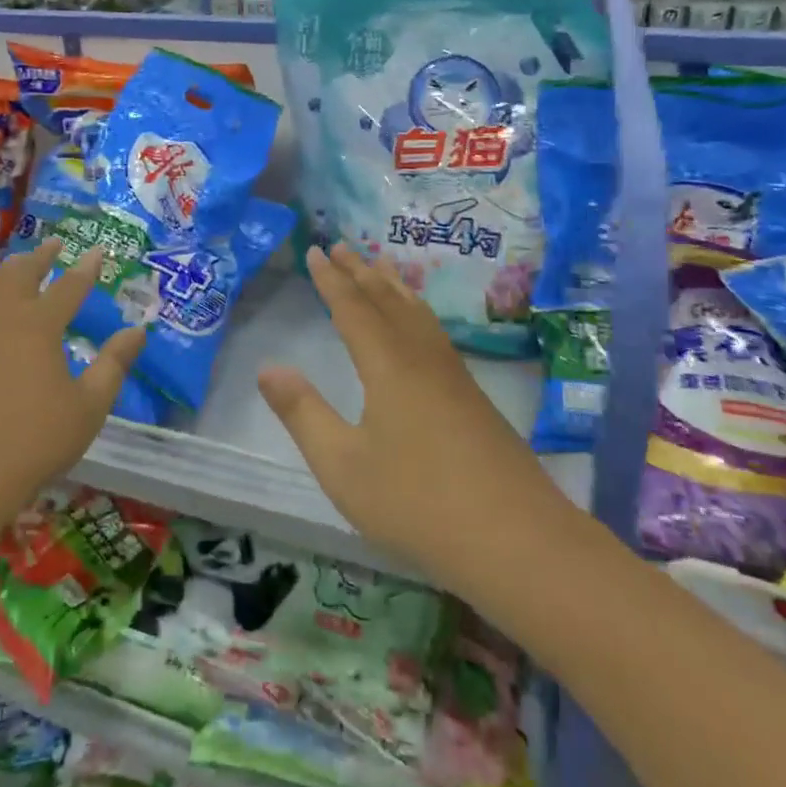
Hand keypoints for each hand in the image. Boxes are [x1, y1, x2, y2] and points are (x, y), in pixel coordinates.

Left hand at [0, 241, 145, 536]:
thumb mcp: (88, 408)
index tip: (98, 252)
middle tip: (53, 245)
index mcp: (37, 325)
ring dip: (5, 273)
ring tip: (16, 269)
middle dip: (40, 257)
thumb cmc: (32, 444)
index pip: (69, 286)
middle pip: (19, 274)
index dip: (86, 268)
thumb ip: (114, 364)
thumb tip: (138, 330)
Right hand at [257, 244, 578, 592]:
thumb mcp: (343, 466)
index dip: (331, 279)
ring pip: (418, 313)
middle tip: (341, 244)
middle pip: (388, 301)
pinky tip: (421, 326)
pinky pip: (435, 332)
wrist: (517, 541)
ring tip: (381, 265)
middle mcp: (422, 358)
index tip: (315, 250)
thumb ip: (303, 414)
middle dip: (361, 272)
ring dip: (393, 286)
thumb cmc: (418, 504)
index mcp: (388, 366)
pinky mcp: (472, 397)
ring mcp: (453, 376)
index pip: (352, 309)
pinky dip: (418, 311)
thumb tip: (268, 368)